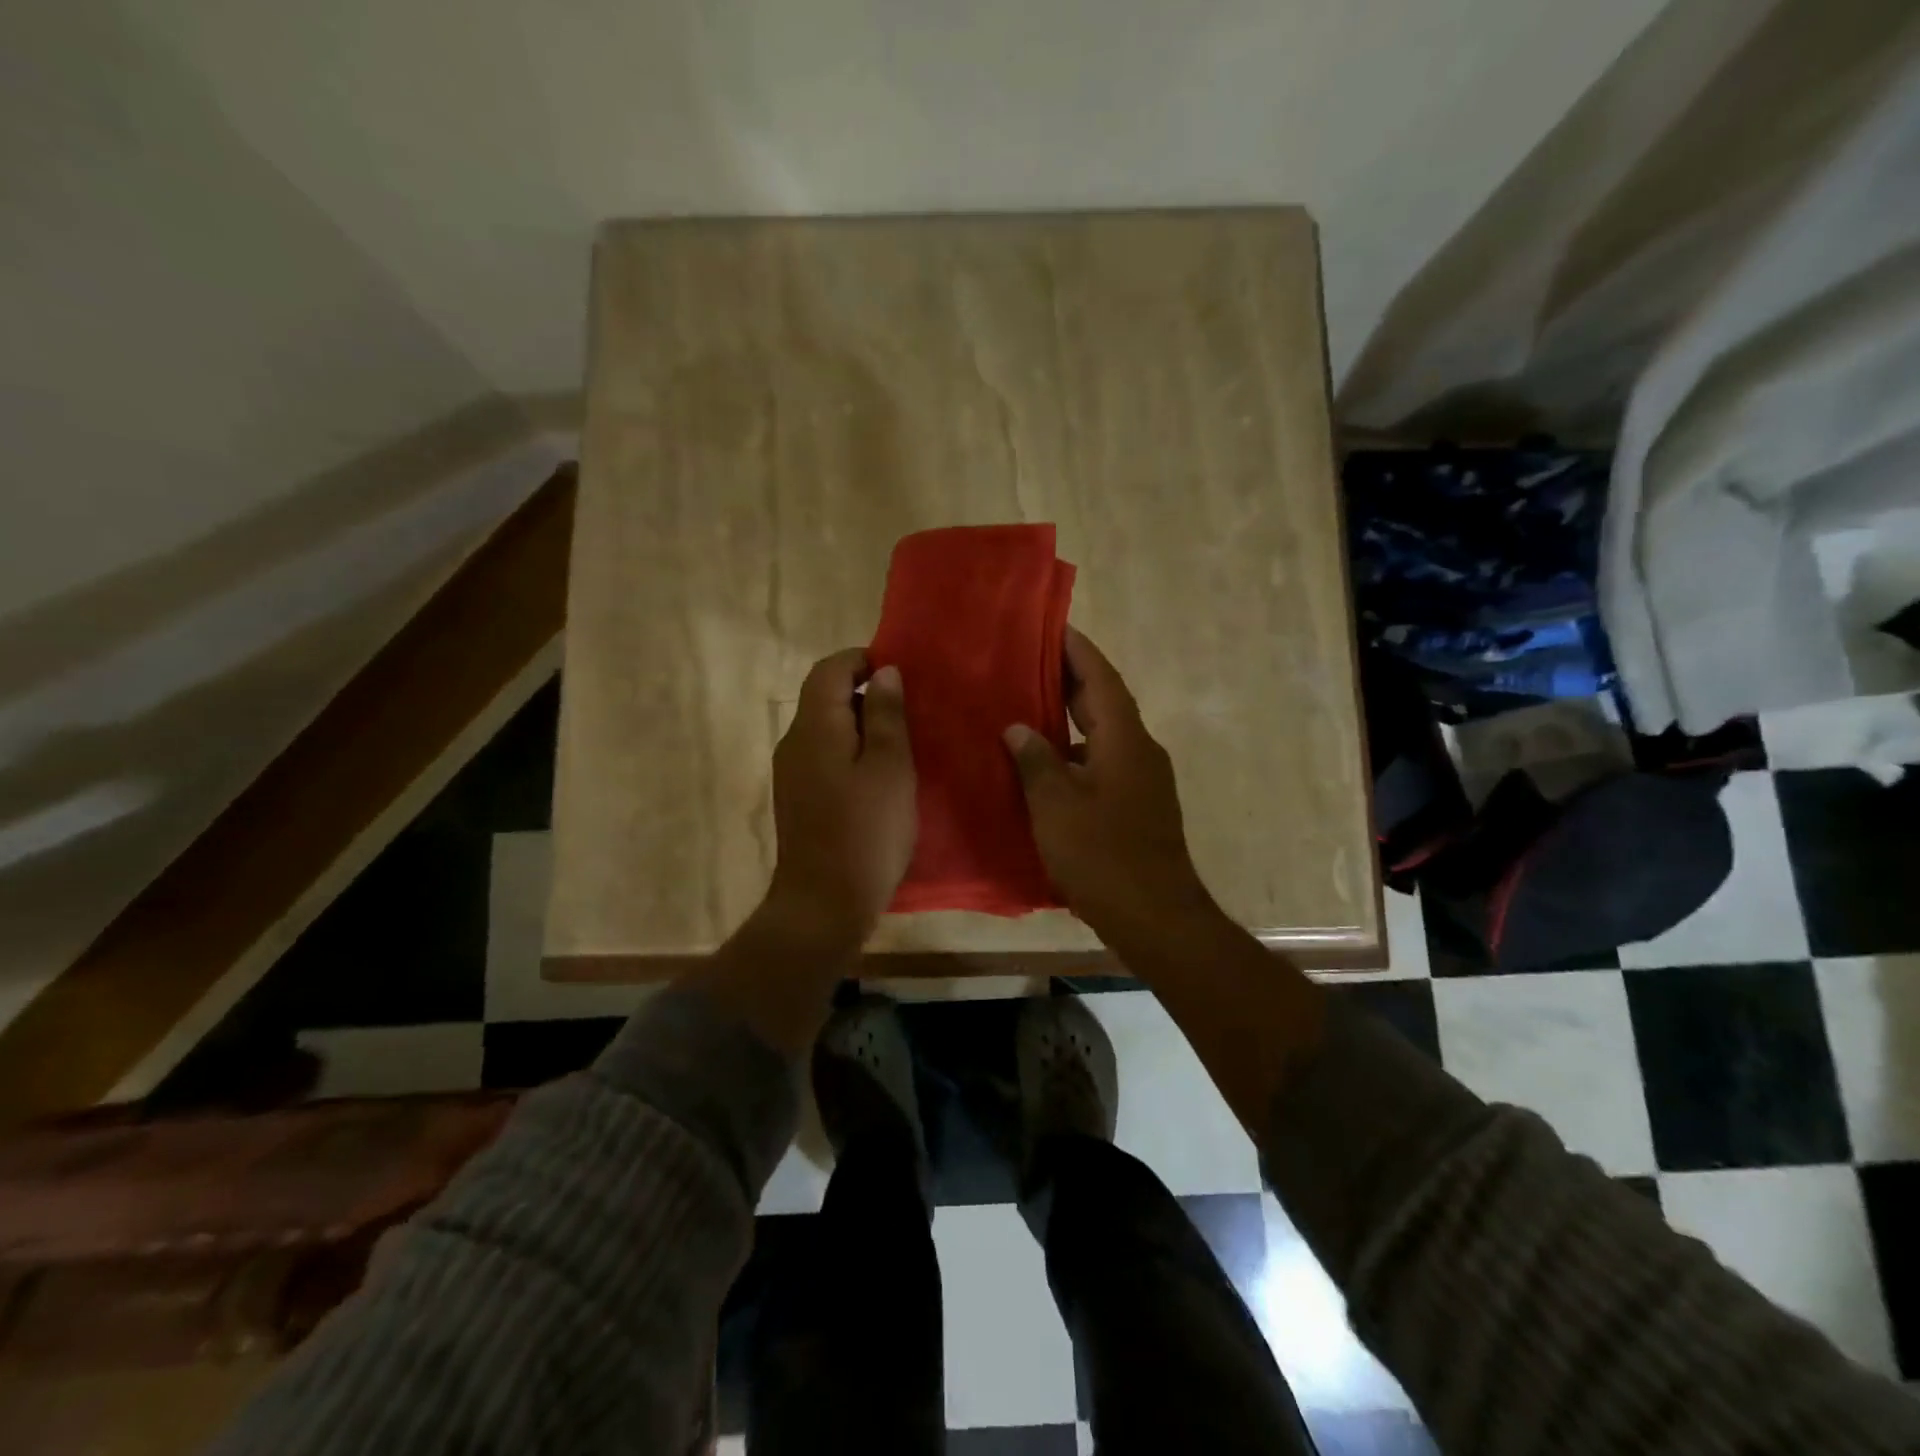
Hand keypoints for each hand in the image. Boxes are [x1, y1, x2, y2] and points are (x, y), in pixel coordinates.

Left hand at [766, 648, 916, 944]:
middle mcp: (793, 742)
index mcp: (814, 726)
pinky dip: (851, 752)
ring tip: (902, 742)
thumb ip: (887, 715)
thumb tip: (884, 673)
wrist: (823, 903)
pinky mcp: (798, 798)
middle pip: (824, 696)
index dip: (862, 660)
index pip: (829, 669)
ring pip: (826, 728)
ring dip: (861, 725)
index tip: (900, 672)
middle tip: (910, 710)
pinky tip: (880, 777)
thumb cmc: (865, 831)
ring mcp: (791, 772)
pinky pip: (824, 756)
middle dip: (865, 693)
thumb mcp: (890, 768)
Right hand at [1003, 628, 1215, 943]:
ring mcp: (1142, 781)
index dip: (1077, 649)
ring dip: (1070, 719)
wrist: (1156, 918)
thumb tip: (1018, 727)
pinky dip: (1074, 755)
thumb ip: (1035, 760)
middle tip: (1027, 661)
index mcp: (1125, 740)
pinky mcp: (1137, 807)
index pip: (1101, 678)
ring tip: (1027, 709)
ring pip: (1103, 735)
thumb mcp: (1056, 806)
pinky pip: (1102, 764)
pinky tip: (1043, 767)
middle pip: (1104, 702)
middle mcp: (1139, 751)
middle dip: (1070, 679)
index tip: (1051, 625)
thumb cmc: (1103, 856)